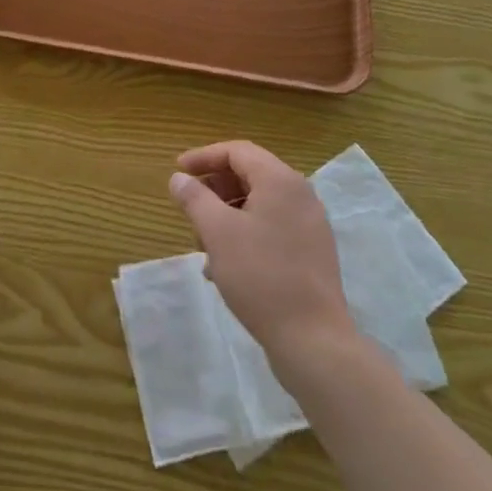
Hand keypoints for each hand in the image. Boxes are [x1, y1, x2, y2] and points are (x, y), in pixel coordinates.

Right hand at [168, 140, 350, 361]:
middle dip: (215, 187)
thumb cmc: (260, 276)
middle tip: (189, 206)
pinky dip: (245, 232)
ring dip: (227, 213)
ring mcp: (310, 224)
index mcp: (280, 181)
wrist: (313, 339)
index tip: (178, 171)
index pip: (237, 151)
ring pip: (260, 203)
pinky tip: (225, 263)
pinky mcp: (312, 252)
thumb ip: (195, 198)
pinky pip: (272, 227)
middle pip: (250, 174)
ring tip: (203, 242)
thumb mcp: (217, 232)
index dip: (204, 157)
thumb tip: (179, 179)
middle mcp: (300, 194)